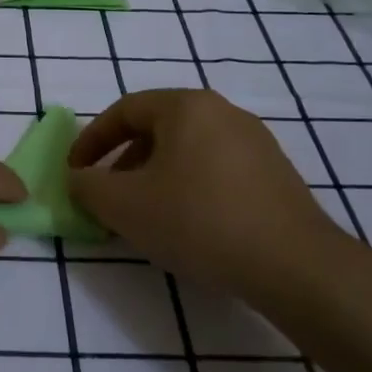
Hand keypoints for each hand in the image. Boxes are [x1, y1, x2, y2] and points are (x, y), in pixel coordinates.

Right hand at [67, 89, 339, 296]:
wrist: (295, 265)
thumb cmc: (198, 221)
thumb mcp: (124, 205)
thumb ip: (87, 186)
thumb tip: (78, 179)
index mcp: (186, 106)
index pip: (123, 110)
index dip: (91, 141)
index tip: (76, 173)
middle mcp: (222, 112)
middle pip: (156, 129)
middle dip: (123, 162)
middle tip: (108, 197)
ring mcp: (255, 142)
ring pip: (186, 151)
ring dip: (154, 177)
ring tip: (145, 216)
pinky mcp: (275, 174)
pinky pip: (215, 169)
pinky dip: (188, 188)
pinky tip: (188, 226)